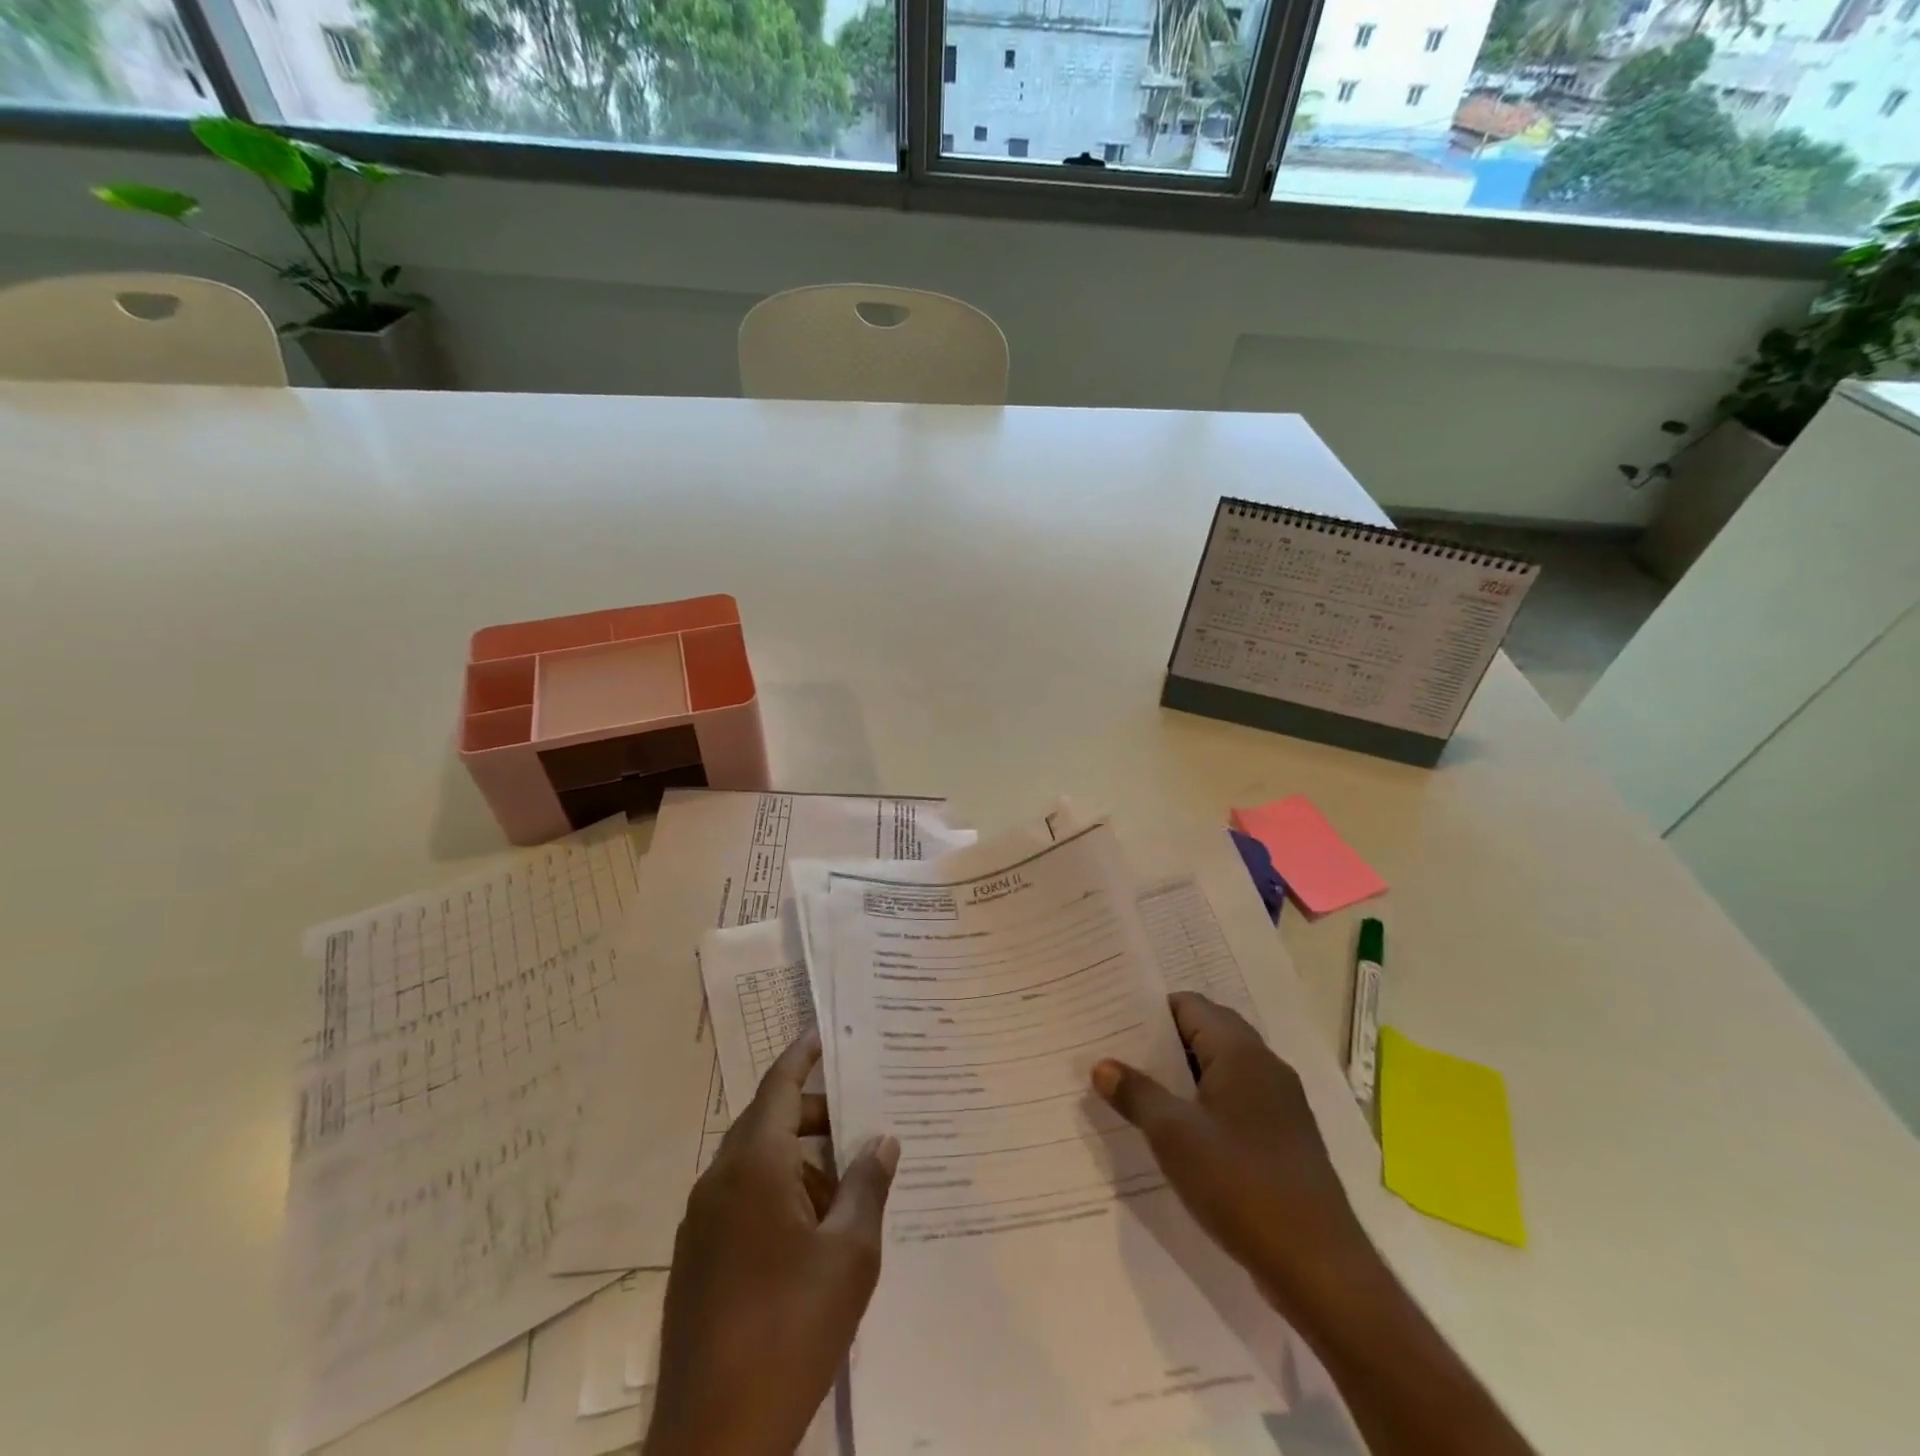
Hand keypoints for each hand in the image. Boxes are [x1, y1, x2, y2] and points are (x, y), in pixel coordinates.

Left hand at [644, 1030, 899, 1455]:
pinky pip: (743, 1199)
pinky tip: (815, 1233)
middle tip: (863, 1121)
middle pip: (770, 1121)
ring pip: (757, 1164)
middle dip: (816, 1116)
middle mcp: (719, 1180)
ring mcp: (702, 1221)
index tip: (826, 1032)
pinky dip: (780, 1194)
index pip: (780, 1085)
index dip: (804, 1054)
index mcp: (753, 1165)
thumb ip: (867, 1185)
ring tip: (850, 1188)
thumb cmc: (790, 1331)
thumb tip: (882, 1139)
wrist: (711, 1443)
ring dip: (801, 1163)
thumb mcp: (849, 1255)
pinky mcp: (697, 1258)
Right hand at [1091, 991, 1368, 1320]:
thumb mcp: (1174, 1136)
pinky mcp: (1284, 1137)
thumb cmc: (1241, 1184)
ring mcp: (1280, 1103)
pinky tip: (1180, 1130)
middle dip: (1164, 1041)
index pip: (1190, 1005)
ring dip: (1184, 1074)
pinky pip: (1237, 1099)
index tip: (1114, 1023)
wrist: (1319, 1268)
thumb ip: (1136, 1093)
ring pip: (1222, 1068)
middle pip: (1208, 1031)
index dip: (1151, 1011)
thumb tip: (1102, 1065)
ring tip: (1140, 1089)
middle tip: (1119, 1053)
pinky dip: (1206, 1102)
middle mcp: (1265, 1066)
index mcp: (1241, 1052)